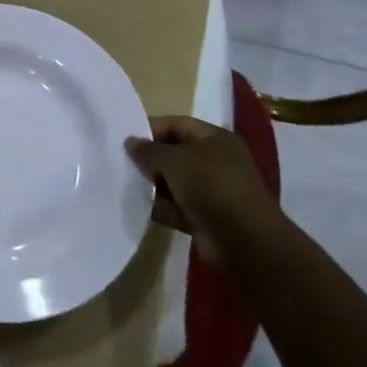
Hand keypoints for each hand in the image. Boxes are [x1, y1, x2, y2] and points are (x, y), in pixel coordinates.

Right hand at [125, 116, 275, 259]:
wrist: (244, 242)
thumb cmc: (211, 186)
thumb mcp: (174, 161)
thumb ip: (149, 150)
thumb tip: (130, 141)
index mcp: (214, 139)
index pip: (176, 125)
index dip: (150, 129)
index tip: (124, 139)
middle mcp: (215, 161)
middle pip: (175, 154)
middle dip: (150, 160)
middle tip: (122, 163)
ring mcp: (213, 191)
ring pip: (175, 182)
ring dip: (154, 185)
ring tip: (127, 185)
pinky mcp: (207, 217)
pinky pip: (178, 207)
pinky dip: (163, 208)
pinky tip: (141, 208)